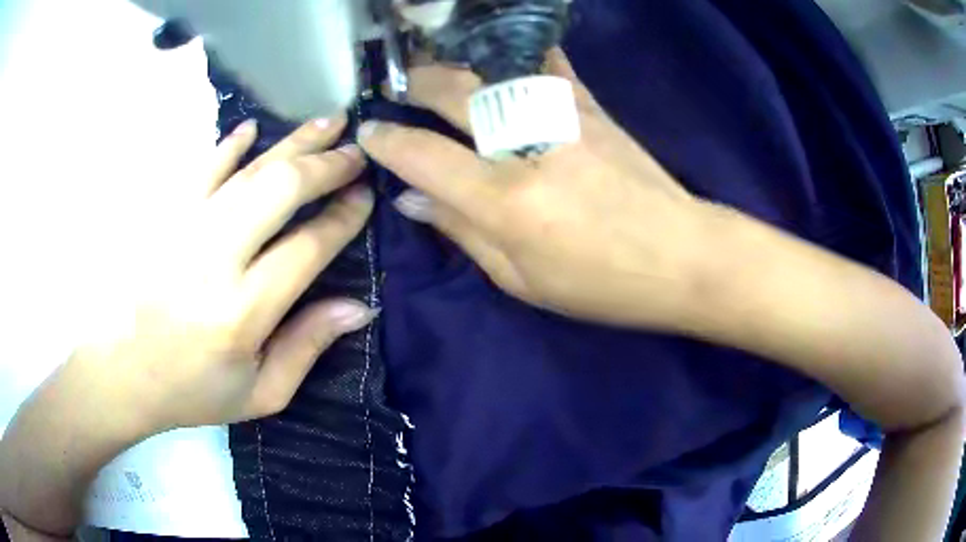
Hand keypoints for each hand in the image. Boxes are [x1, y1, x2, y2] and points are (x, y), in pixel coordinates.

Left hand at [75, 115, 375, 432]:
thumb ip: (308, 348)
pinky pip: (201, 168)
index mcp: (241, 313)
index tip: (367, 195)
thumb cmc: (192, 391)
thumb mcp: (261, 394)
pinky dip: (229, 145)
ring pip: (247, 170)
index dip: (343, 217)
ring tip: (329, 122)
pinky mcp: (163, 218)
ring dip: (293, 143)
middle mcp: (213, 261)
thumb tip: (359, 306)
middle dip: (326, 165)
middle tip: (357, 152)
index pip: (307, 247)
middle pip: (279, 190)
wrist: (123, 374)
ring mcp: (183, 230)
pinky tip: (252, 129)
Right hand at [359, 50, 704, 327]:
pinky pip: (542, 63)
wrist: (682, 255)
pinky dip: (513, 54)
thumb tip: (412, 200)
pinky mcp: (590, 105)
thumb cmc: (601, 283)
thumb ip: (461, 232)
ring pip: (491, 68)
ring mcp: (561, 114)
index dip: (386, 141)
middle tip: (397, 87)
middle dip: (415, 84)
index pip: (421, 156)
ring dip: (454, 63)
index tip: (369, 133)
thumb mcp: (521, 280)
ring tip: (434, 69)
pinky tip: (497, 56)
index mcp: (503, 200)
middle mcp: (526, 144)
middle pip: (452, 92)